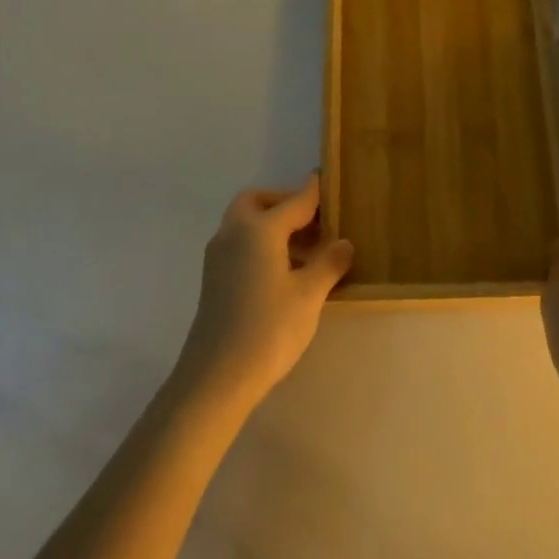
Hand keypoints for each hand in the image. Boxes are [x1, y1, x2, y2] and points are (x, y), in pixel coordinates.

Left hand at [178, 174, 353, 408]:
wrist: (216, 377)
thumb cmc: (269, 329)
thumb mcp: (309, 295)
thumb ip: (328, 263)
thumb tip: (343, 243)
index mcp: (259, 229)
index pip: (294, 201)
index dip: (315, 192)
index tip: (330, 181)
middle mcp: (234, 233)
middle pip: (258, 202)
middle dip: (285, 204)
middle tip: (315, 222)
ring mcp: (219, 256)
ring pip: (246, 223)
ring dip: (274, 226)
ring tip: (309, 251)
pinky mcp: (214, 278)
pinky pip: (241, 244)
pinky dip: (262, 244)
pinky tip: (286, 272)